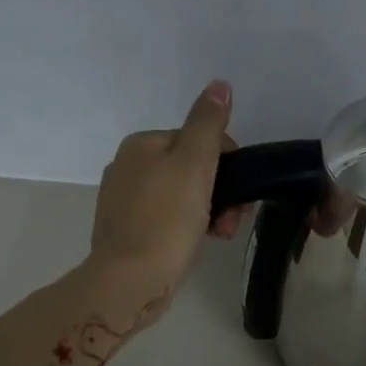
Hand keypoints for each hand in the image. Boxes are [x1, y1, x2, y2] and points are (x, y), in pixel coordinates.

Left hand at [89, 81, 244, 305]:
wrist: (130, 280)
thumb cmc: (166, 220)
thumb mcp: (194, 165)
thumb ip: (208, 124)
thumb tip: (220, 85)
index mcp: (142, 145)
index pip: (200, 140)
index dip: (228, 165)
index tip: (240, 194)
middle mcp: (128, 166)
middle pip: (192, 169)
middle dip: (221, 192)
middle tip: (231, 221)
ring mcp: (126, 201)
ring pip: (183, 196)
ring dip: (210, 212)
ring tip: (219, 235)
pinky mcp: (129, 231)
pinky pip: (169, 220)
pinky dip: (189, 228)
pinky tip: (197, 243)